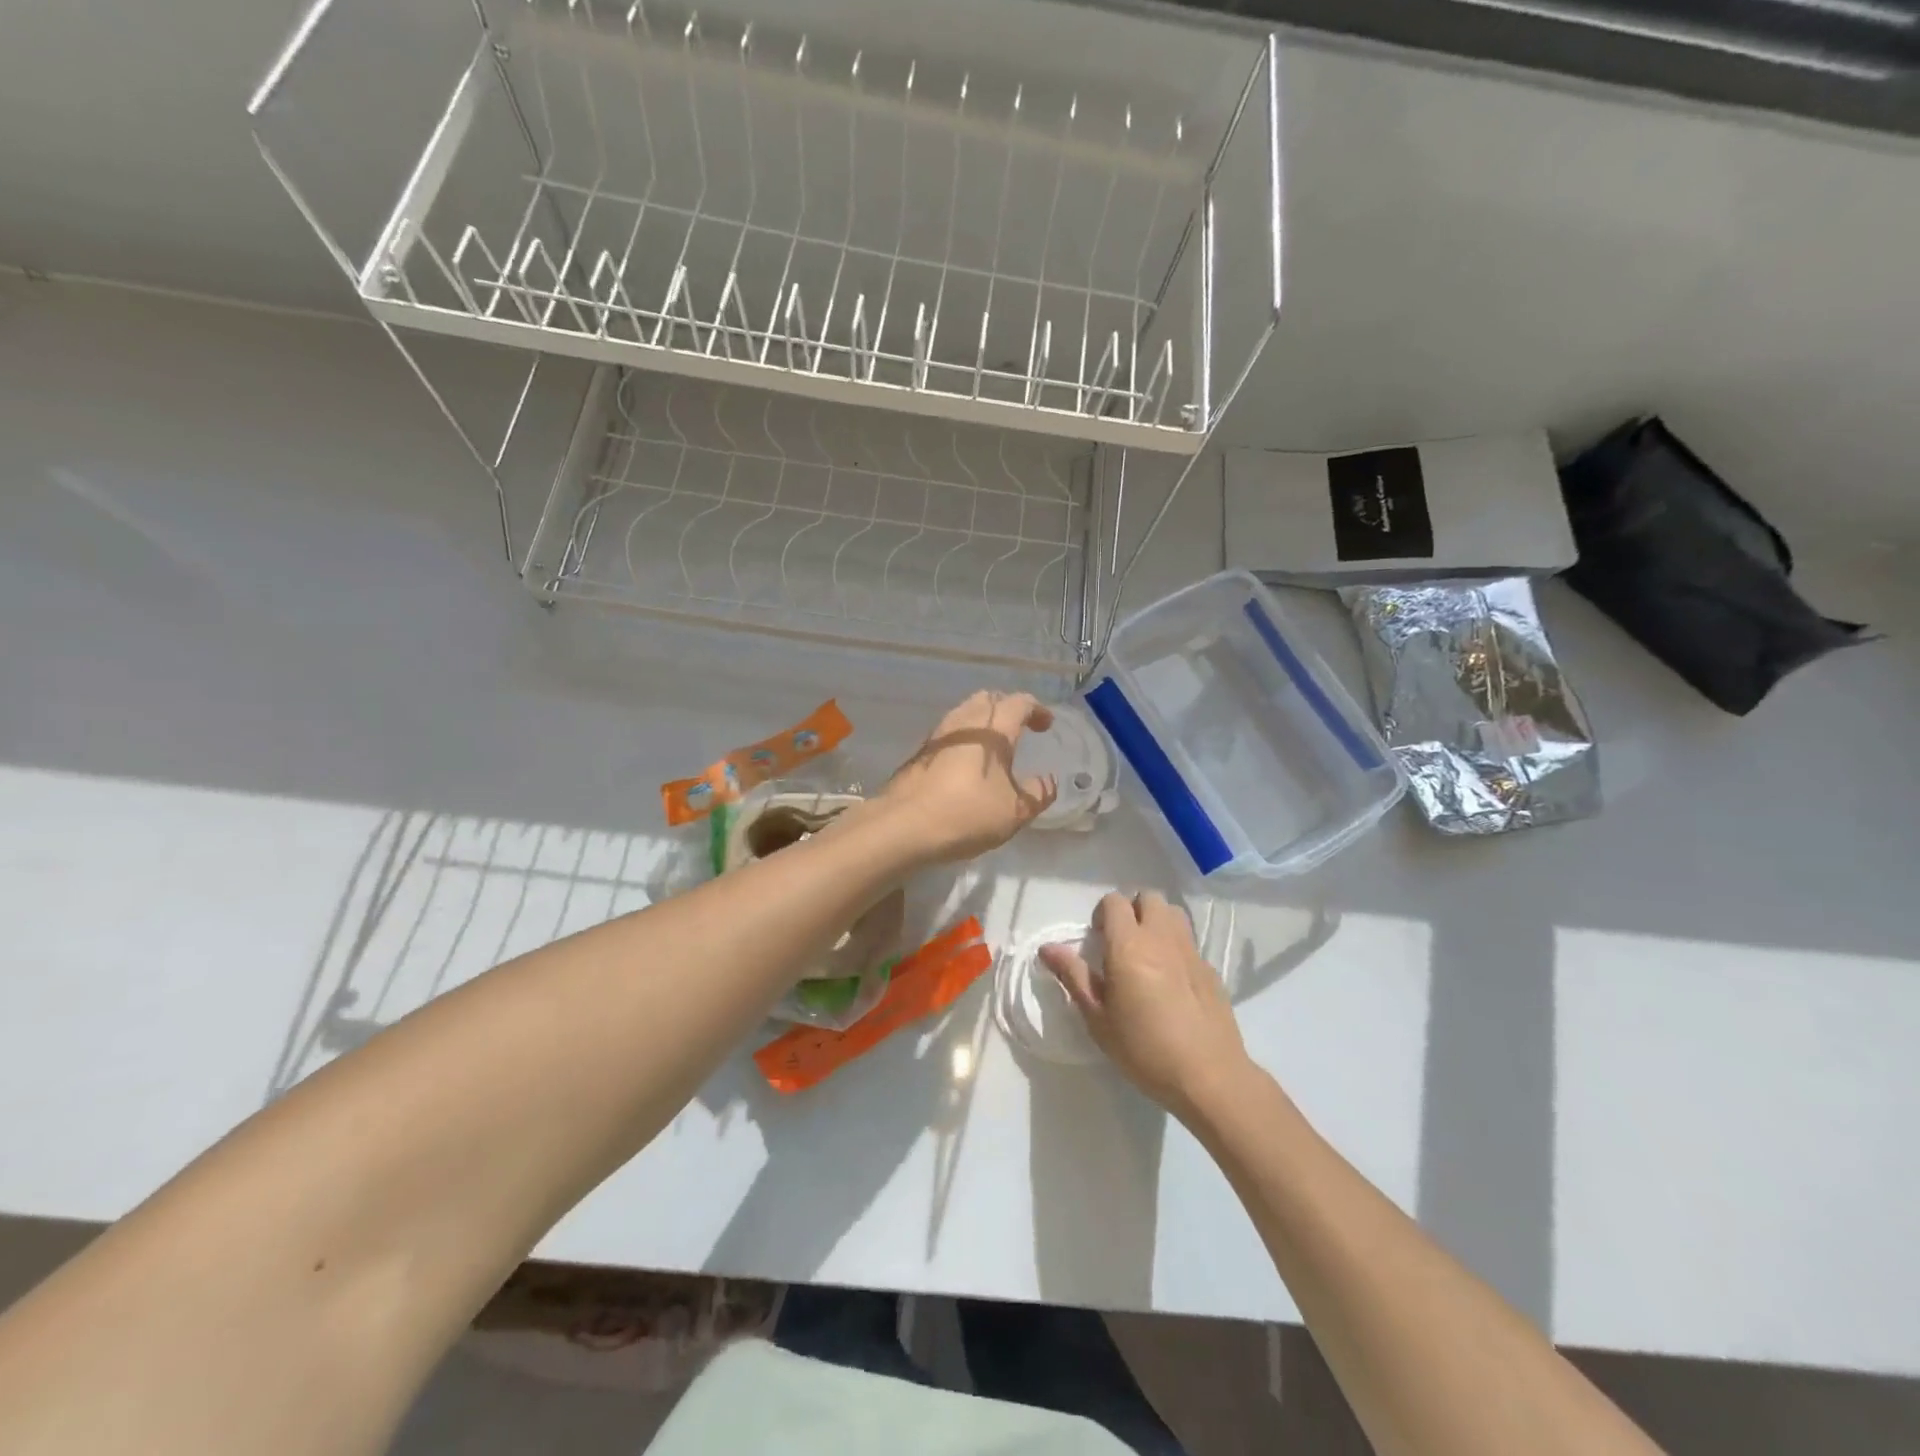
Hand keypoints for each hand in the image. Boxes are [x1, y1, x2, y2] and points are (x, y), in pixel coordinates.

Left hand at [878, 691, 1056, 864]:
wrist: (904, 825)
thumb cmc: (967, 813)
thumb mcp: (1015, 812)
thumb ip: (1037, 793)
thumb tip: (1049, 781)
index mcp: (993, 730)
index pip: (1019, 704)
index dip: (1036, 710)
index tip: (1046, 724)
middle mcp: (964, 723)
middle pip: (988, 699)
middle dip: (1007, 708)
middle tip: (1019, 728)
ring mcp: (938, 735)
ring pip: (965, 712)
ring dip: (983, 720)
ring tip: (993, 744)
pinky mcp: (920, 752)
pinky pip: (949, 732)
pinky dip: (964, 737)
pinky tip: (967, 762)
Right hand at [1041, 891, 1250, 1120]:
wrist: (1209, 1076)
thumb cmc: (1144, 1049)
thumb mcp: (1098, 1018)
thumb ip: (1073, 976)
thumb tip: (1047, 948)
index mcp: (1129, 946)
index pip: (1114, 902)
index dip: (1102, 913)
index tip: (1097, 940)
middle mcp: (1161, 938)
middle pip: (1148, 898)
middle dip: (1132, 911)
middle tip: (1121, 944)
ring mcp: (1191, 951)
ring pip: (1172, 913)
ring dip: (1156, 922)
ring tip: (1147, 954)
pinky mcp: (1211, 969)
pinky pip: (1188, 941)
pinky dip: (1175, 947)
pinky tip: (1172, 982)